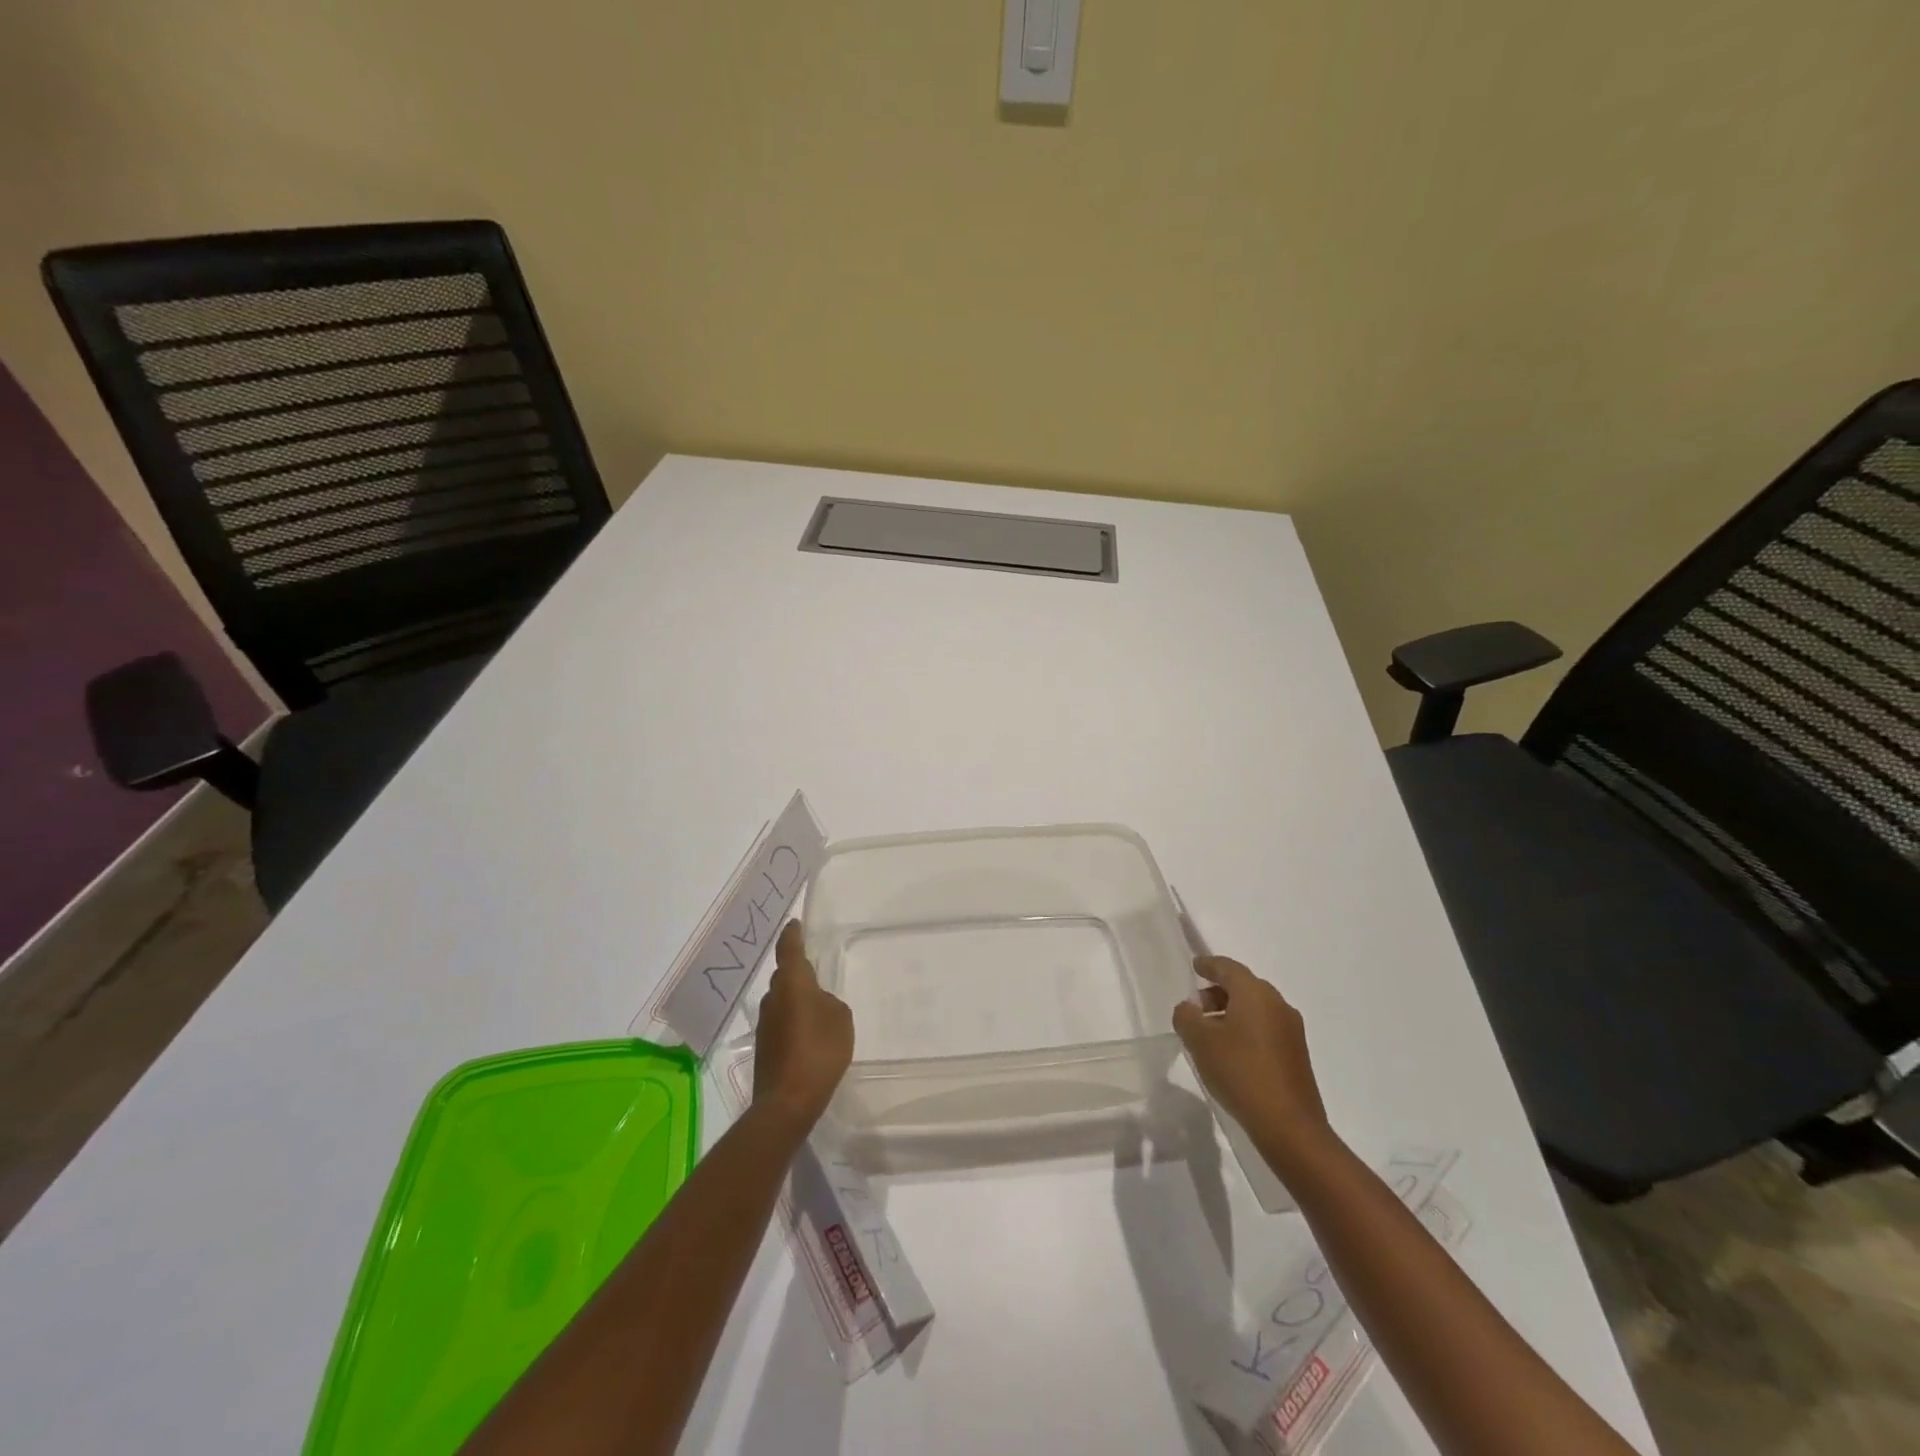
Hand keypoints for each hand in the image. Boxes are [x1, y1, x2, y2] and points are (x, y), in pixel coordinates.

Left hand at [753, 922, 853, 1129]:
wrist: (787, 1102)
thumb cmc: (819, 1052)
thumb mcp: (840, 1020)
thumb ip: (829, 1003)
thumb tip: (816, 1004)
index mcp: (793, 984)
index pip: (789, 949)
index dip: (792, 935)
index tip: (794, 924)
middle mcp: (774, 998)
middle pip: (785, 976)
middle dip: (797, 971)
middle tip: (815, 971)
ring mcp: (765, 1023)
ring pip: (781, 1000)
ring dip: (795, 998)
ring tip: (816, 1006)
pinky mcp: (764, 1046)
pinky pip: (780, 1021)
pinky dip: (792, 1020)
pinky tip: (808, 1034)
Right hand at [1173, 955, 1332, 1166]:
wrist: (1289, 1126)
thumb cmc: (1240, 1072)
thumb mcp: (1199, 1041)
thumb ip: (1186, 1017)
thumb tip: (1189, 1009)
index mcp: (1255, 993)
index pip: (1228, 967)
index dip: (1208, 965)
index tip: (1195, 966)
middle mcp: (1277, 1004)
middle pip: (1243, 986)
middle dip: (1217, 992)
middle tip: (1195, 1008)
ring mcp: (1291, 1030)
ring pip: (1255, 1008)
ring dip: (1231, 1013)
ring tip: (1209, 1033)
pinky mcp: (1296, 1054)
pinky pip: (1265, 1028)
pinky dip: (1245, 1029)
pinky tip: (1231, 1052)